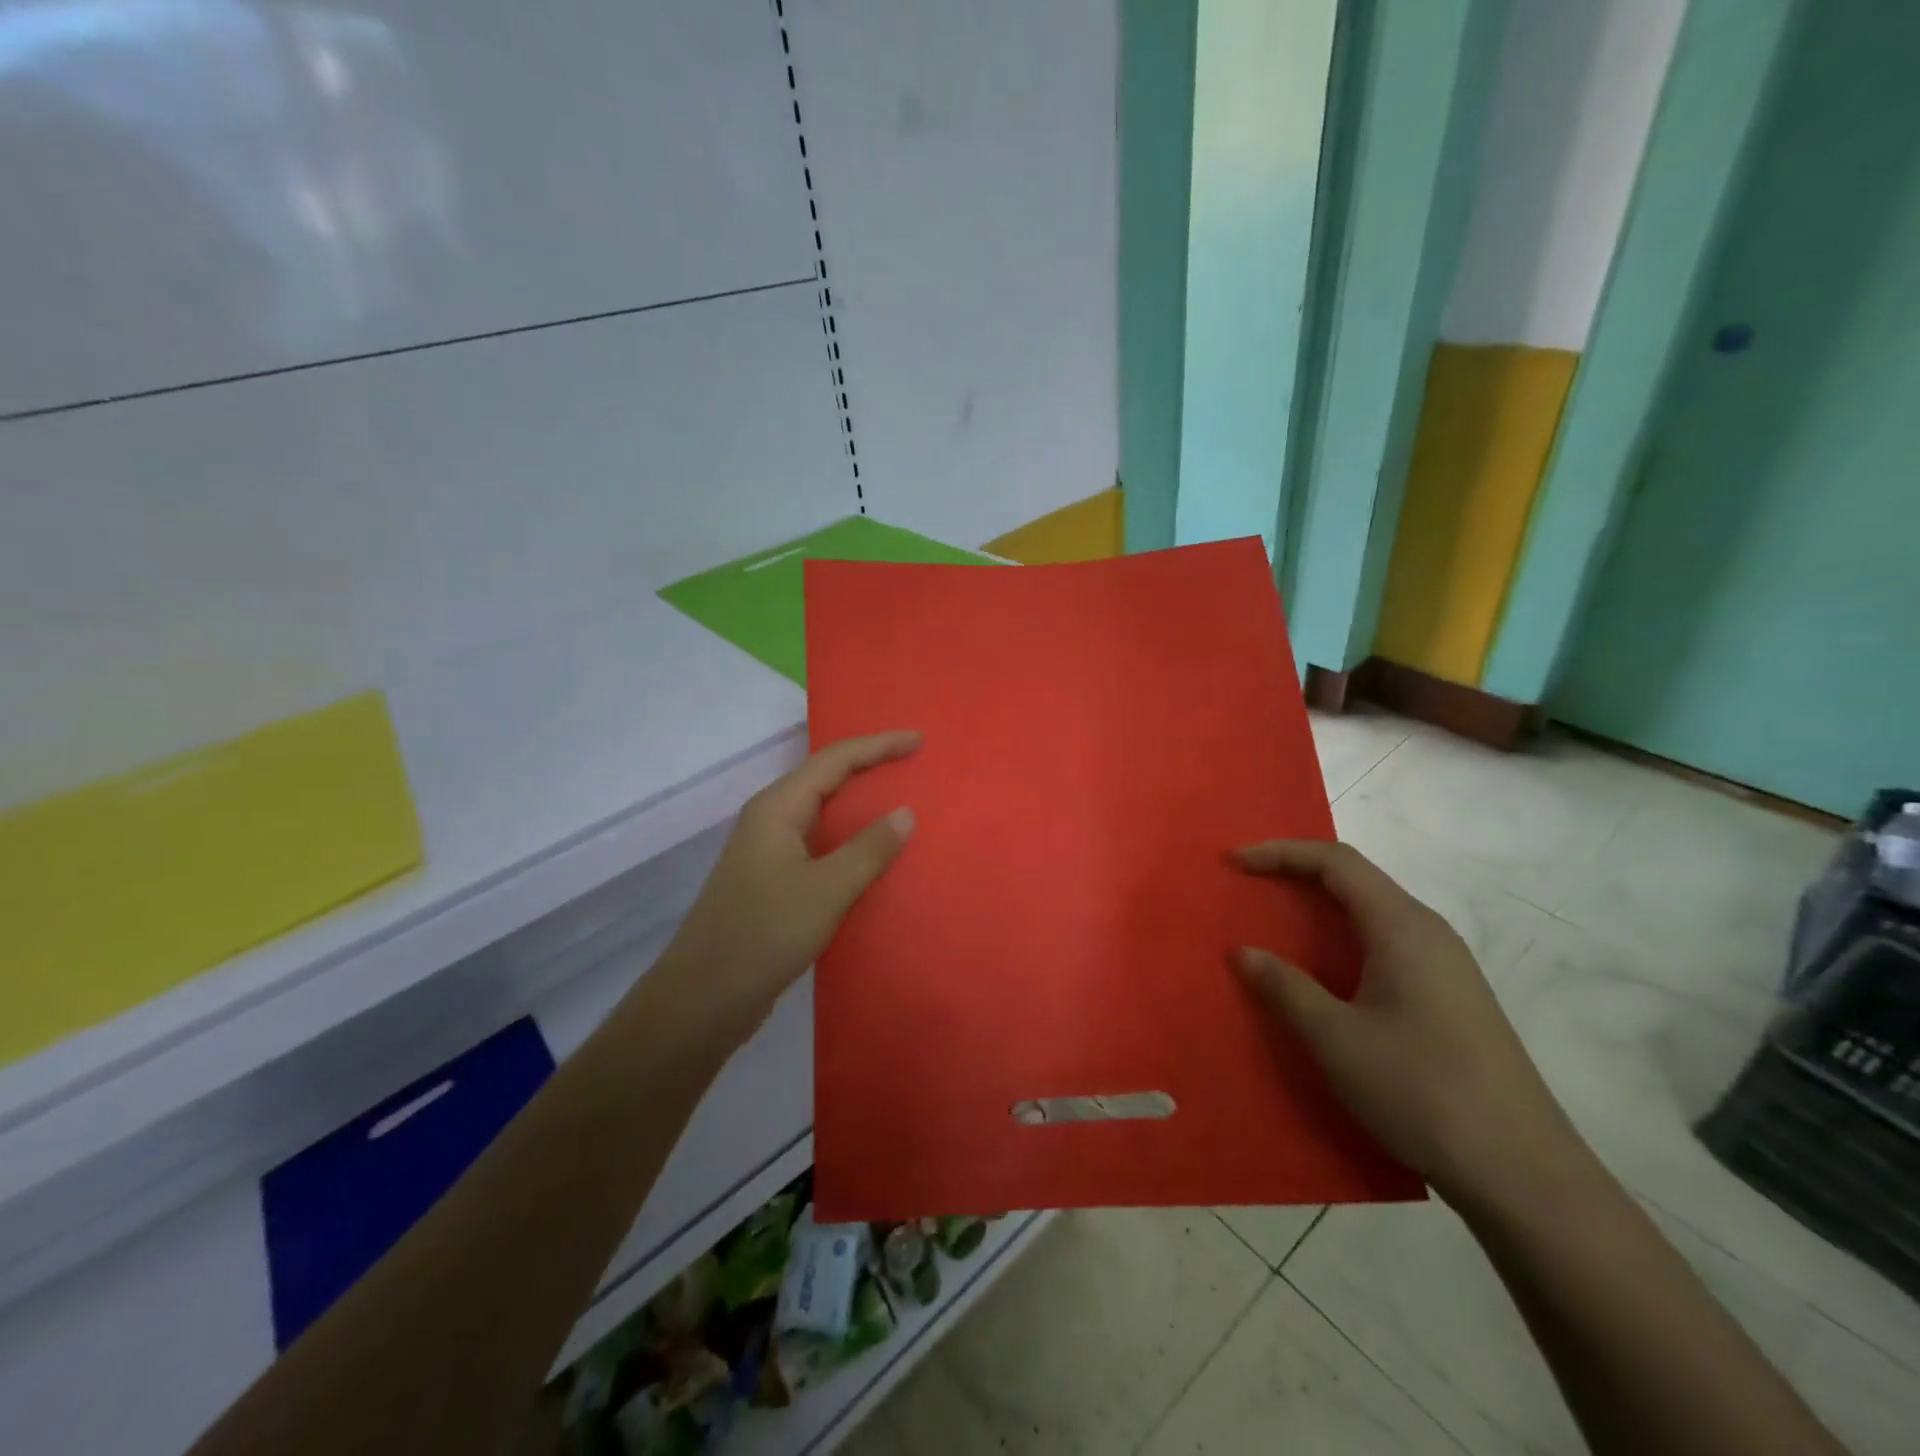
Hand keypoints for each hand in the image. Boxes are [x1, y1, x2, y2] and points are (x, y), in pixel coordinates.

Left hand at [658, 731, 920, 1036]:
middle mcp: (771, 820)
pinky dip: (850, 840)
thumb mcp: (826, 890)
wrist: (704, 997)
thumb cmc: (764, 934)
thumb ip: (869, 849)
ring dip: (861, 804)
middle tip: (914, 763)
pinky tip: (874, 855)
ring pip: (822, 813)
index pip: (835, 760)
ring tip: (903, 801)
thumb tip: (905, 812)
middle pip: (826, 778)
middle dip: (870, 767)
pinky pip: (820, 844)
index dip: (878, 746)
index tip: (919, 740)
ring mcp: (769, 851)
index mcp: (778, 808)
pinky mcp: (772, 881)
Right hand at [1234, 840, 1582, 1206]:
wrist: (1524, 1173)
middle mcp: (1429, 933)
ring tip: (1277, 923)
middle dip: (1298, 873)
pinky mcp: (1452, 997)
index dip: (1282, 853)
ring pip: (1373, 912)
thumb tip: (1244, 952)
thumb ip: (1286, 988)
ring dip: (1322, 906)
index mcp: (1403, 927)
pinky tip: (1326, 974)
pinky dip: (1344, 938)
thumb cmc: (1421, 1091)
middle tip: (1250, 886)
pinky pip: (1387, 943)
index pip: (1336, 862)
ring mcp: (1446, 966)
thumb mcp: (1336, 1039)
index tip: (1236, 863)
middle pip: (1357, 879)